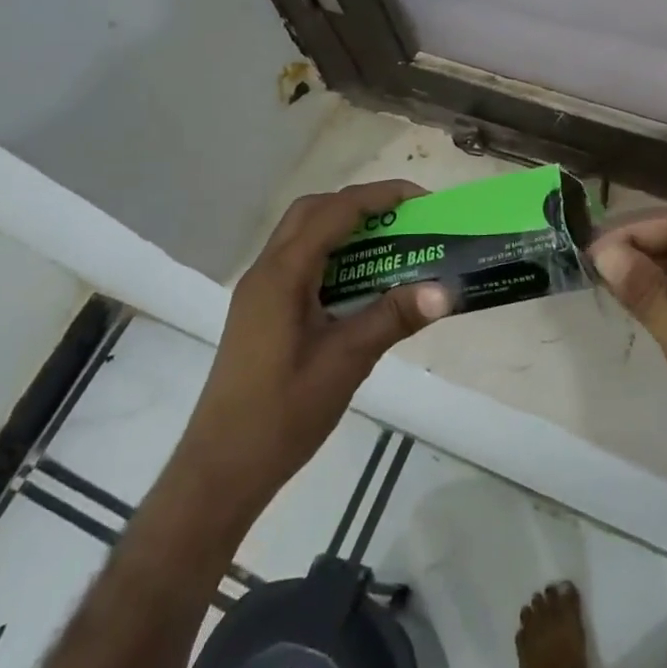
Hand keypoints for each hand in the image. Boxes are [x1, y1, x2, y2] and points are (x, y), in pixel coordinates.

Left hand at [176, 181, 450, 508]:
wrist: (221, 470)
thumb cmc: (282, 414)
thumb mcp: (346, 362)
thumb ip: (393, 318)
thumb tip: (445, 290)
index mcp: (282, 275)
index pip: (334, 213)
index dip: (379, 197)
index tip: (421, 199)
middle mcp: (266, 272)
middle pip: (313, 212)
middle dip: (360, 204)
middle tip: (404, 218)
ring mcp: (260, 292)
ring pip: (304, 236)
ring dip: (345, 229)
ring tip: (390, 244)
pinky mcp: (262, 312)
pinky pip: (300, 263)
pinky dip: (334, 256)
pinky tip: (362, 283)